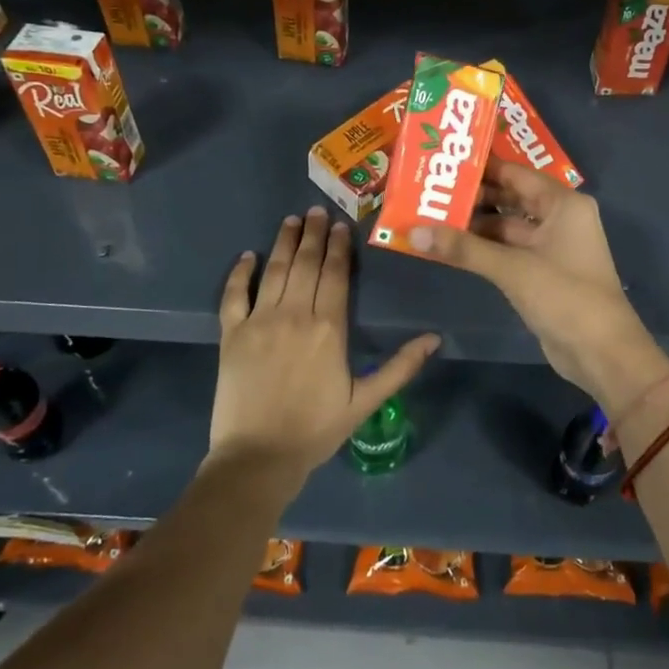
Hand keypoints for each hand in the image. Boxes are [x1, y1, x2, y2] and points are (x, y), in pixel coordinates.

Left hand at [212, 207, 438, 487]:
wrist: (258, 458)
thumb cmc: (316, 429)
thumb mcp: (365, 401)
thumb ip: (400, 367)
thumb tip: (436, 339)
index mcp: (329, 328)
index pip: (336, 275)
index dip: (339, 247)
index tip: (341, 226)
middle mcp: (295, 314)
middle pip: (306, 264)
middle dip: (313, 234)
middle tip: (317, 210)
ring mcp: (260, 321)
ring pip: (274, 271)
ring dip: (283, 242)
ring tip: (291, 220)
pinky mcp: (232, 335)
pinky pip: (233, 295)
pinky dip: (239, 273)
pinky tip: (247, 256)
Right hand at [410, 160, 668, 425]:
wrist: (601, 352)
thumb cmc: (564, 296)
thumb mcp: (512, 268)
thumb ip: (464, 248)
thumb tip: (415, 232)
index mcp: (563, 203)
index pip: (516, 173)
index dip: (480, 168)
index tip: (442, 164)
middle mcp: (559, 218)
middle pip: (510, 198)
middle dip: (473, 198)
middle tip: (429, 192)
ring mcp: (551, 246)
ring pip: (507, 227)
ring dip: (474, 225)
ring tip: (431, 217)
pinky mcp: (542, 272)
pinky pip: (508, 251)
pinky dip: (483, 248)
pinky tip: (450, 247)